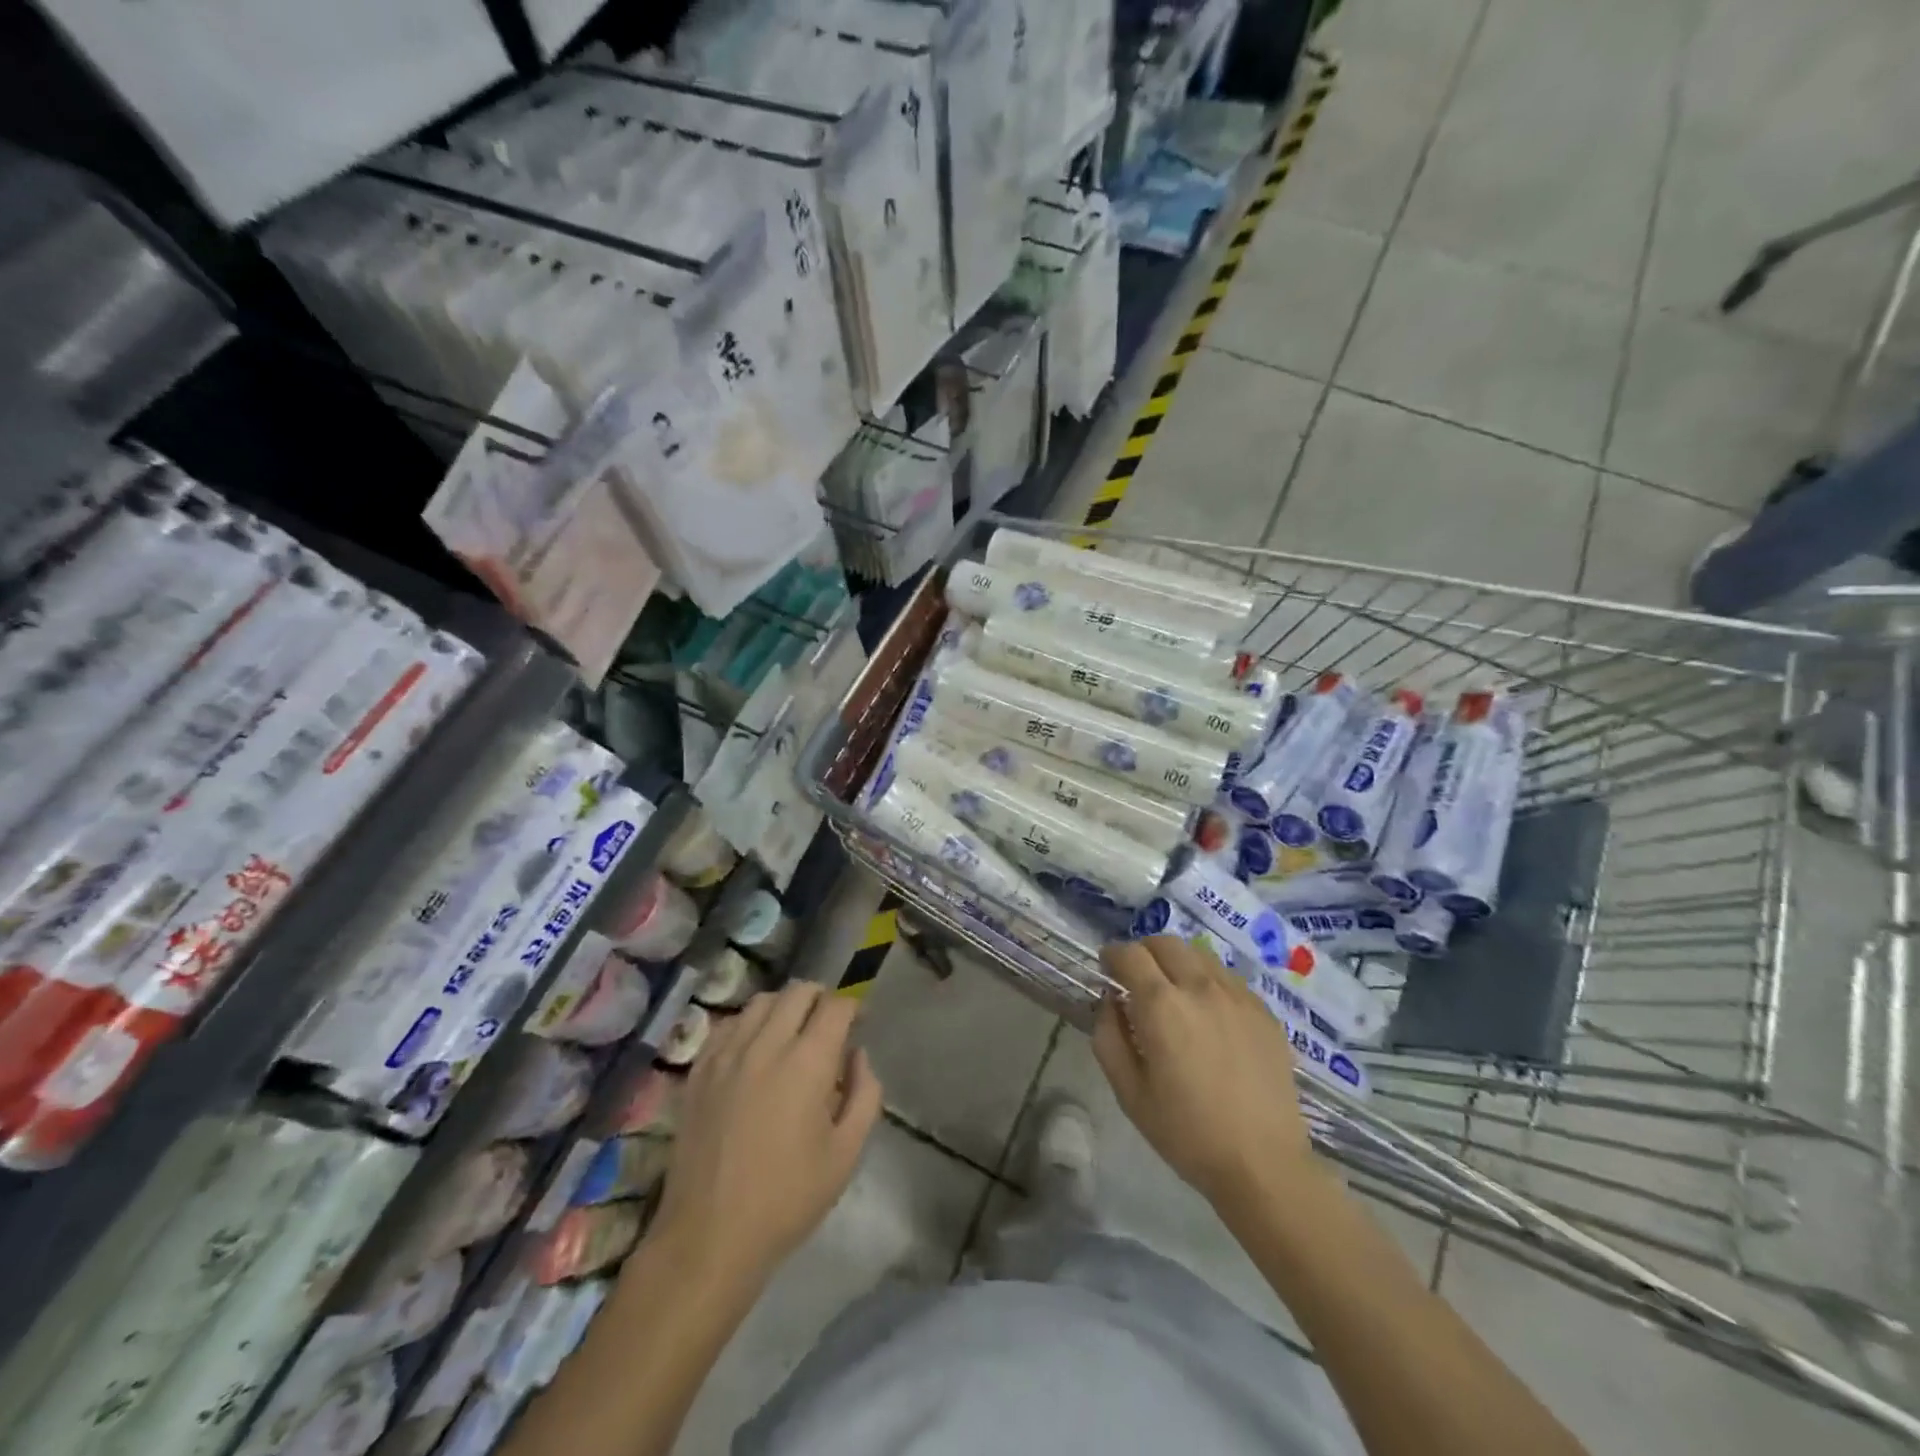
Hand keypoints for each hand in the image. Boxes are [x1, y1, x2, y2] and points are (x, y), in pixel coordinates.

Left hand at [651, 983, 882, 1283]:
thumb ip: (865, 1094)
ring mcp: (726, 1054)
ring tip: (792, 1034)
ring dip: (785, 1007)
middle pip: (798, 991)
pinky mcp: (698, 1070)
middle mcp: (765, 1045)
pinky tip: (754, 1050)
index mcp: (807, 1063)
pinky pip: (728, 1024)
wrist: (709, 1237)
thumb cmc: (787, 1199)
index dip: (854, 1007)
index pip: (836, 1006)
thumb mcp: (846, 1154)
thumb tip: (857, 1055)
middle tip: (830, 1026)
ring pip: (761, 1001)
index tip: (860, 1023)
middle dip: (822, 999)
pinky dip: (749, 1024)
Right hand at [1092, 936, 1319, 1211]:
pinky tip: (1208, 1013)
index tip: (1107, 967)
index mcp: (1162, 1005)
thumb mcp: (1129, 1092)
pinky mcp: (1264, 1011)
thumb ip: (1108, 1036)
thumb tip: (1110, 1000)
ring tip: (1173, 992)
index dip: (1113, 955)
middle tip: (1136, 976)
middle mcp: (1200, 987)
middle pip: (1166, 943)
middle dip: (1144, 951)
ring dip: (1177, 963)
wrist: (1263, 1164)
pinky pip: (1228, 979)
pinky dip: (1208, 981)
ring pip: (1199, 955)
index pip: (1130, 954)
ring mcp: (1237, 996)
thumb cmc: (1187, 1133)